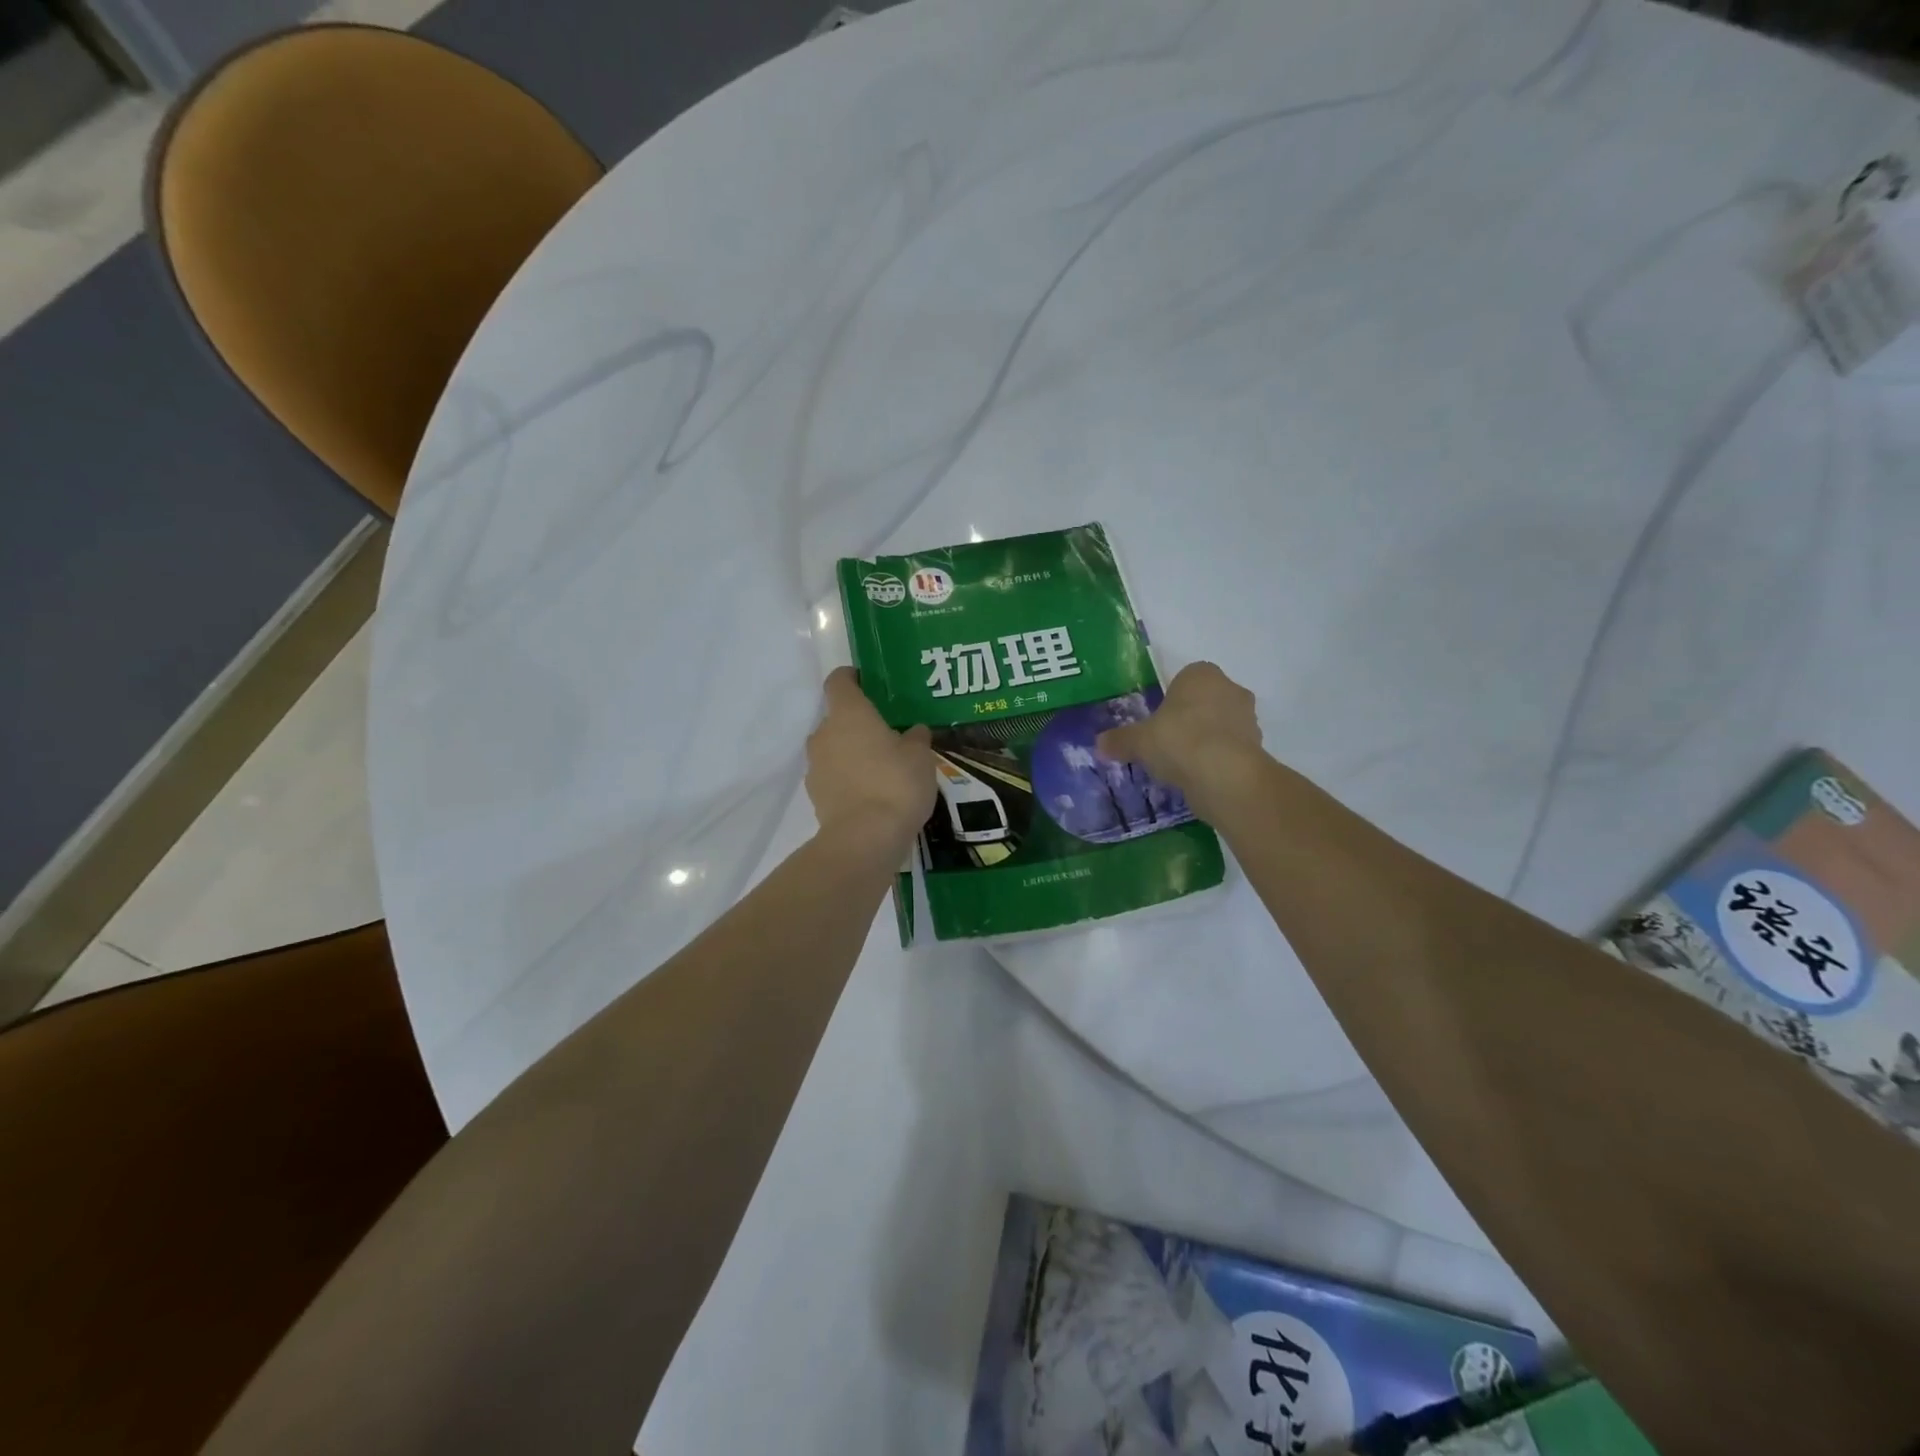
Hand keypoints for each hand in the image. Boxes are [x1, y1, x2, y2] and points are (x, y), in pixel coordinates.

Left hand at [806, 668, 934, 854]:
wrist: (866, 838)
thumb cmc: (896, 783)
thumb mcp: (920, 756)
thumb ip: (915, 738)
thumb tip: (913, 730)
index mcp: (848, 713)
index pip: (839, 681)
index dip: (852, 677)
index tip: (868, 681)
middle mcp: (824, 734)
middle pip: (837, 719)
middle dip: (859, 724)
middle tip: (888, 735)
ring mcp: (816, 767)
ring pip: (834, 750)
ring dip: (852, 754)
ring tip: (883, 769)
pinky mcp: (816, 796)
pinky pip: (834, 778)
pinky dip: (849, 780)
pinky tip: (872, 795)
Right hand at [1095, 662, 1264, 817]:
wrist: (1225, 775)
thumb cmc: (1179, 741)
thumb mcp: (1139, 741)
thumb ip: (1120, 740)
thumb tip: (1099, 744)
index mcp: (1201, 674)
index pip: (1184, 678)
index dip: (1170, 700)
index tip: (1157, 722)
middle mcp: (1230, 688)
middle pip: (1205, 701)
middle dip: (1190, 718)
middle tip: (1167, 743)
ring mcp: (1248, 718)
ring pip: (1221, 725)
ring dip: (1206, 739)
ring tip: (1183, 765)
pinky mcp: (1258, 747)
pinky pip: (1231, 749)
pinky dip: (1218, 760)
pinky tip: (1200, 777)